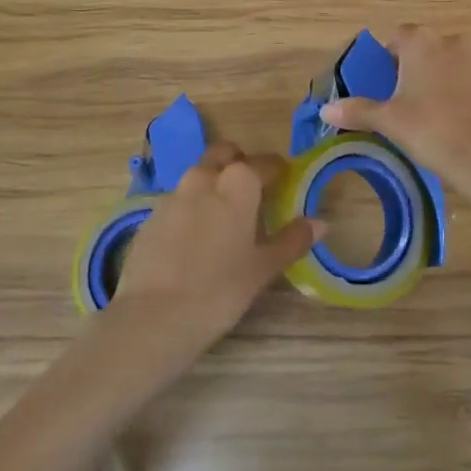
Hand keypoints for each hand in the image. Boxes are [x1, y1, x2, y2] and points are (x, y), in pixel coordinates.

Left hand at [107, 141, 322, 353]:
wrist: (152, 317)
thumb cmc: (219, 290)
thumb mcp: (262, 269)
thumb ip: (292, 240)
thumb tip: (320, 223)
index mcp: (238, 182)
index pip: (266, 163)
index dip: (278, 171)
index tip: (285, 183)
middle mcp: (205, 177)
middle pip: (226, 154)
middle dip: (240, 163)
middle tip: (252, 191)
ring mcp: (174, 193)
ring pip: (200, 174)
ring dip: (214, 182)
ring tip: (224, 216)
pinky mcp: (150, 215)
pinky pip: (179, 199)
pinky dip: (191, 206)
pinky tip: (194, 239)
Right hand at [321, 25, 470, 187]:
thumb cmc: (429, 128)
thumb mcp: (388, 121)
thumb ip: (357, 111)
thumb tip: (325, 110)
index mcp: (421, 43)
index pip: (400, 35)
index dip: (391, 55)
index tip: (387, 80)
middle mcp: (454, 42)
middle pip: (430, 48)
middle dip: (420, 67)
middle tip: (410, 100)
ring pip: (458, 63)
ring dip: (449, 79)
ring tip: (441, 113)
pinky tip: (467, 122)